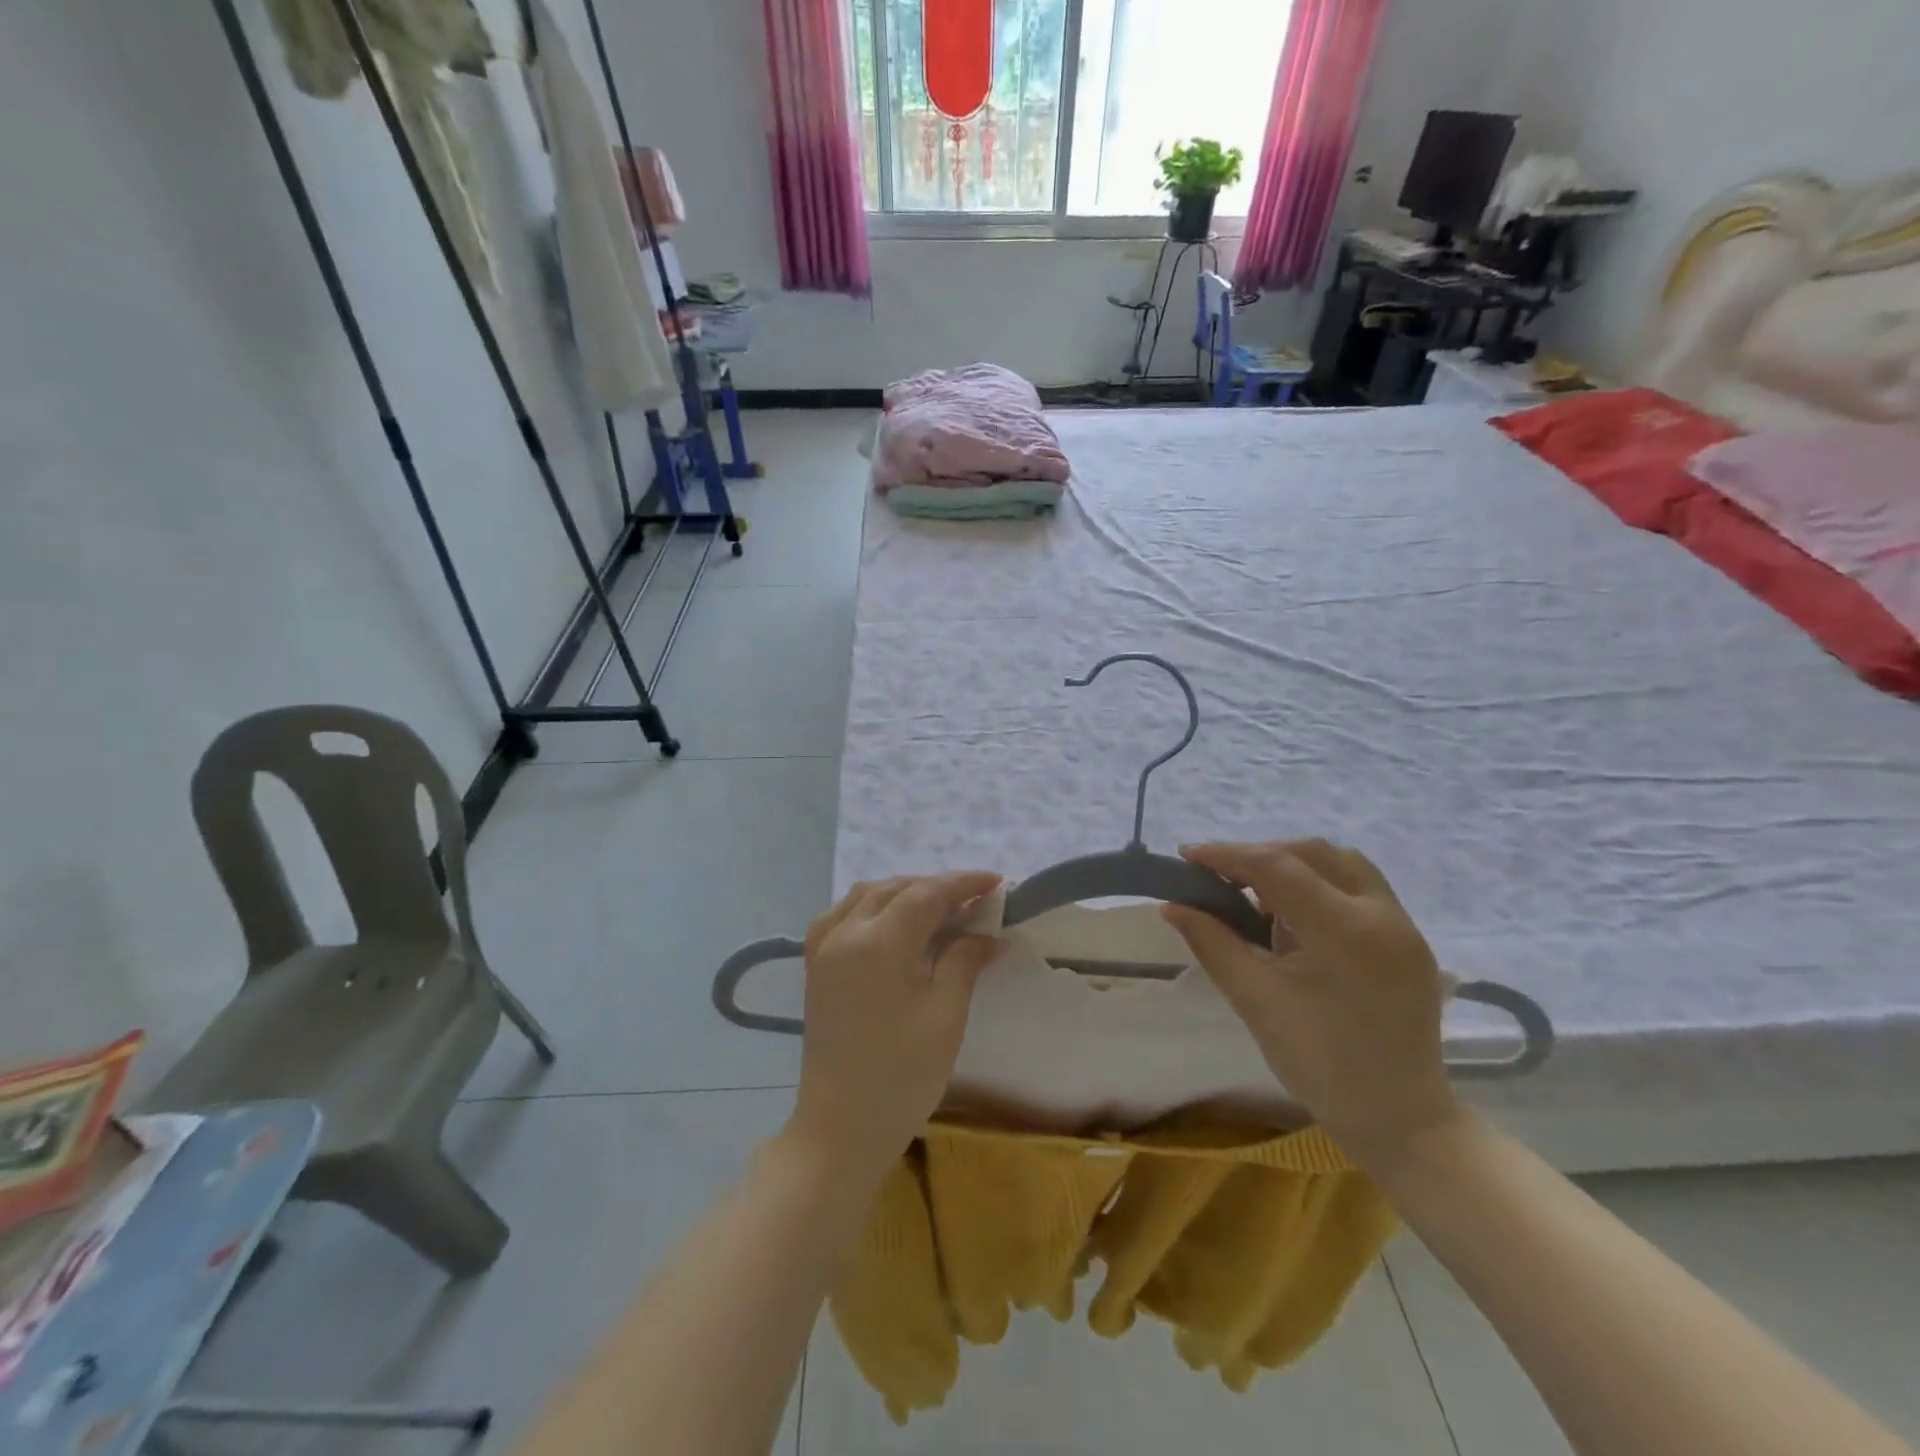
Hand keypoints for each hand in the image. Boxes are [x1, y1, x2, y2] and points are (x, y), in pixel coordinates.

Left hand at [784, 872, 1001, 1180]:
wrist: (840, 1127)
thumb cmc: (902, 1076)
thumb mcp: (946, 1016)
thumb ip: (964, 962)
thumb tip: (986, 934)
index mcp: (879, 943)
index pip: (927, 894)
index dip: (964, 883)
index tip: (997, 881)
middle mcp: (845, 932)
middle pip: (896, 888)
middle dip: (936, 886)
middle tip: (974, 898)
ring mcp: (823, 947)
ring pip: (866, 895)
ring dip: (904, 891)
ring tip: (938, 905)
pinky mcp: (815, 965)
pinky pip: (843, 914)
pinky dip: (873, 905)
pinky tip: (892, 921)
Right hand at [1161, 839, 1459, 1166]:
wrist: (1400, 1120)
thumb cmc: (1320, 1064)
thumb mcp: (1255, 1000)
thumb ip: (1212, 942)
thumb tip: (1173, 905)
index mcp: (1346, 932)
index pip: (1277, 867)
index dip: (1227, 855)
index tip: (1187, 857)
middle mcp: (1383, 914)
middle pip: (1313, 853)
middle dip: (1260, 856)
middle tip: (1219, 877)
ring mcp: (1404, 925)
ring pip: (1341, 864)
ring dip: (1293, 866)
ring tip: (1255, 894)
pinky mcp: (1408, 940)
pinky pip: (1359, 888)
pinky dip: (1319, 885)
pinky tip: (1293, 916)